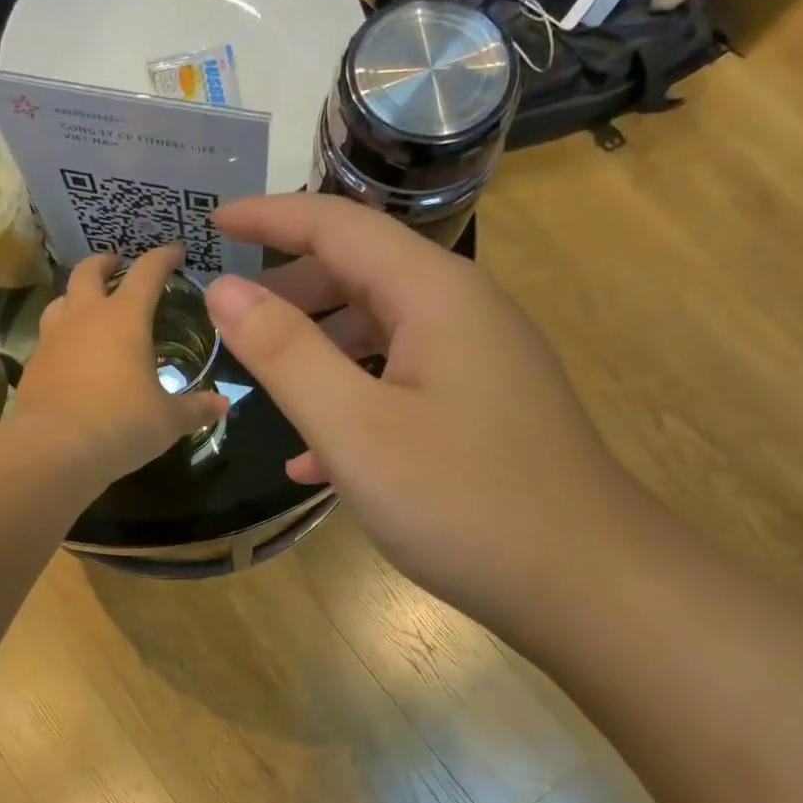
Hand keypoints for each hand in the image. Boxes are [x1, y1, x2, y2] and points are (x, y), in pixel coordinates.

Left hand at [12, 245, 229, 488]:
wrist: (54, 450)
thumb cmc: (121, 424)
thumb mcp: (168, 420)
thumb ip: (196, 408)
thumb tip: (222, 404)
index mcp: (124, 318)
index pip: (147, 272)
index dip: (163, 257)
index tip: (176, 251)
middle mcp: (84, 317)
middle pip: (89, 271)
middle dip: (106, 262)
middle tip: (118, 265)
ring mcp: (52, 338)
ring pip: (61, 299)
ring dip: (77, 296)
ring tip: (89, 308)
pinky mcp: (33, 364)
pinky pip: (48, 336)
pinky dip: (62, 335)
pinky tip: (71, 355)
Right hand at [205, 195, 642, 630]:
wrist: (589, 585)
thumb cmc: (464, 502)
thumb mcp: (356, 428)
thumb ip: (285, 353)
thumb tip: (224, 289)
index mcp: (435, 294)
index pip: (339, 225)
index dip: (270, 216)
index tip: (213, 220)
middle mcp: (463, 312)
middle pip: (362, 273)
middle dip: (291, 289)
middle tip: (230, 319)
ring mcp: (478, 363)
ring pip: (380, 332)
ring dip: (318, 349)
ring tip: (264, 383)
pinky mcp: (481, 410)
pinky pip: (402, 384)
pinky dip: (353, 401)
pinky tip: (313, 461)